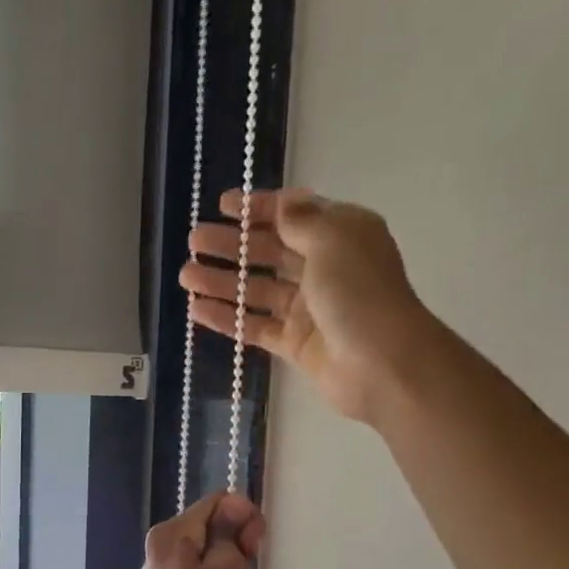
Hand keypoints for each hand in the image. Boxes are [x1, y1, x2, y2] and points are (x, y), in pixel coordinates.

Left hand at [131, 491, 265, 568]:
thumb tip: (232, 507)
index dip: (244, 516)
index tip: (255, 546)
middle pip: (210, 526)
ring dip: (228, 566)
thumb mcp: (227, 568)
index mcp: (170, 532)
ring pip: (206, 554)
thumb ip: (231, 532)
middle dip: (236, 542)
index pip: (217, 502)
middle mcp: (160, 548)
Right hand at [181, 189, 435, 425]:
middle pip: (269, 251)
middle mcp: (323, 268)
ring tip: (186, 275)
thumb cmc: (359, 293)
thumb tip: (282, 204)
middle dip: (232, 245)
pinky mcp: (294, 343)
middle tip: (194, 241)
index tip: (222, 205)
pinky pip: (254, 326)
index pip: (293, 214)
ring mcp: (307, 308)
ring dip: (222, 281)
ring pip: (257, 290)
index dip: (259, 208)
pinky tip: (197, 310)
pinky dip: (227, 318)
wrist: (381, 363)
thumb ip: (300, 222)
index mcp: (340, 235)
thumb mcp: (333, 241)